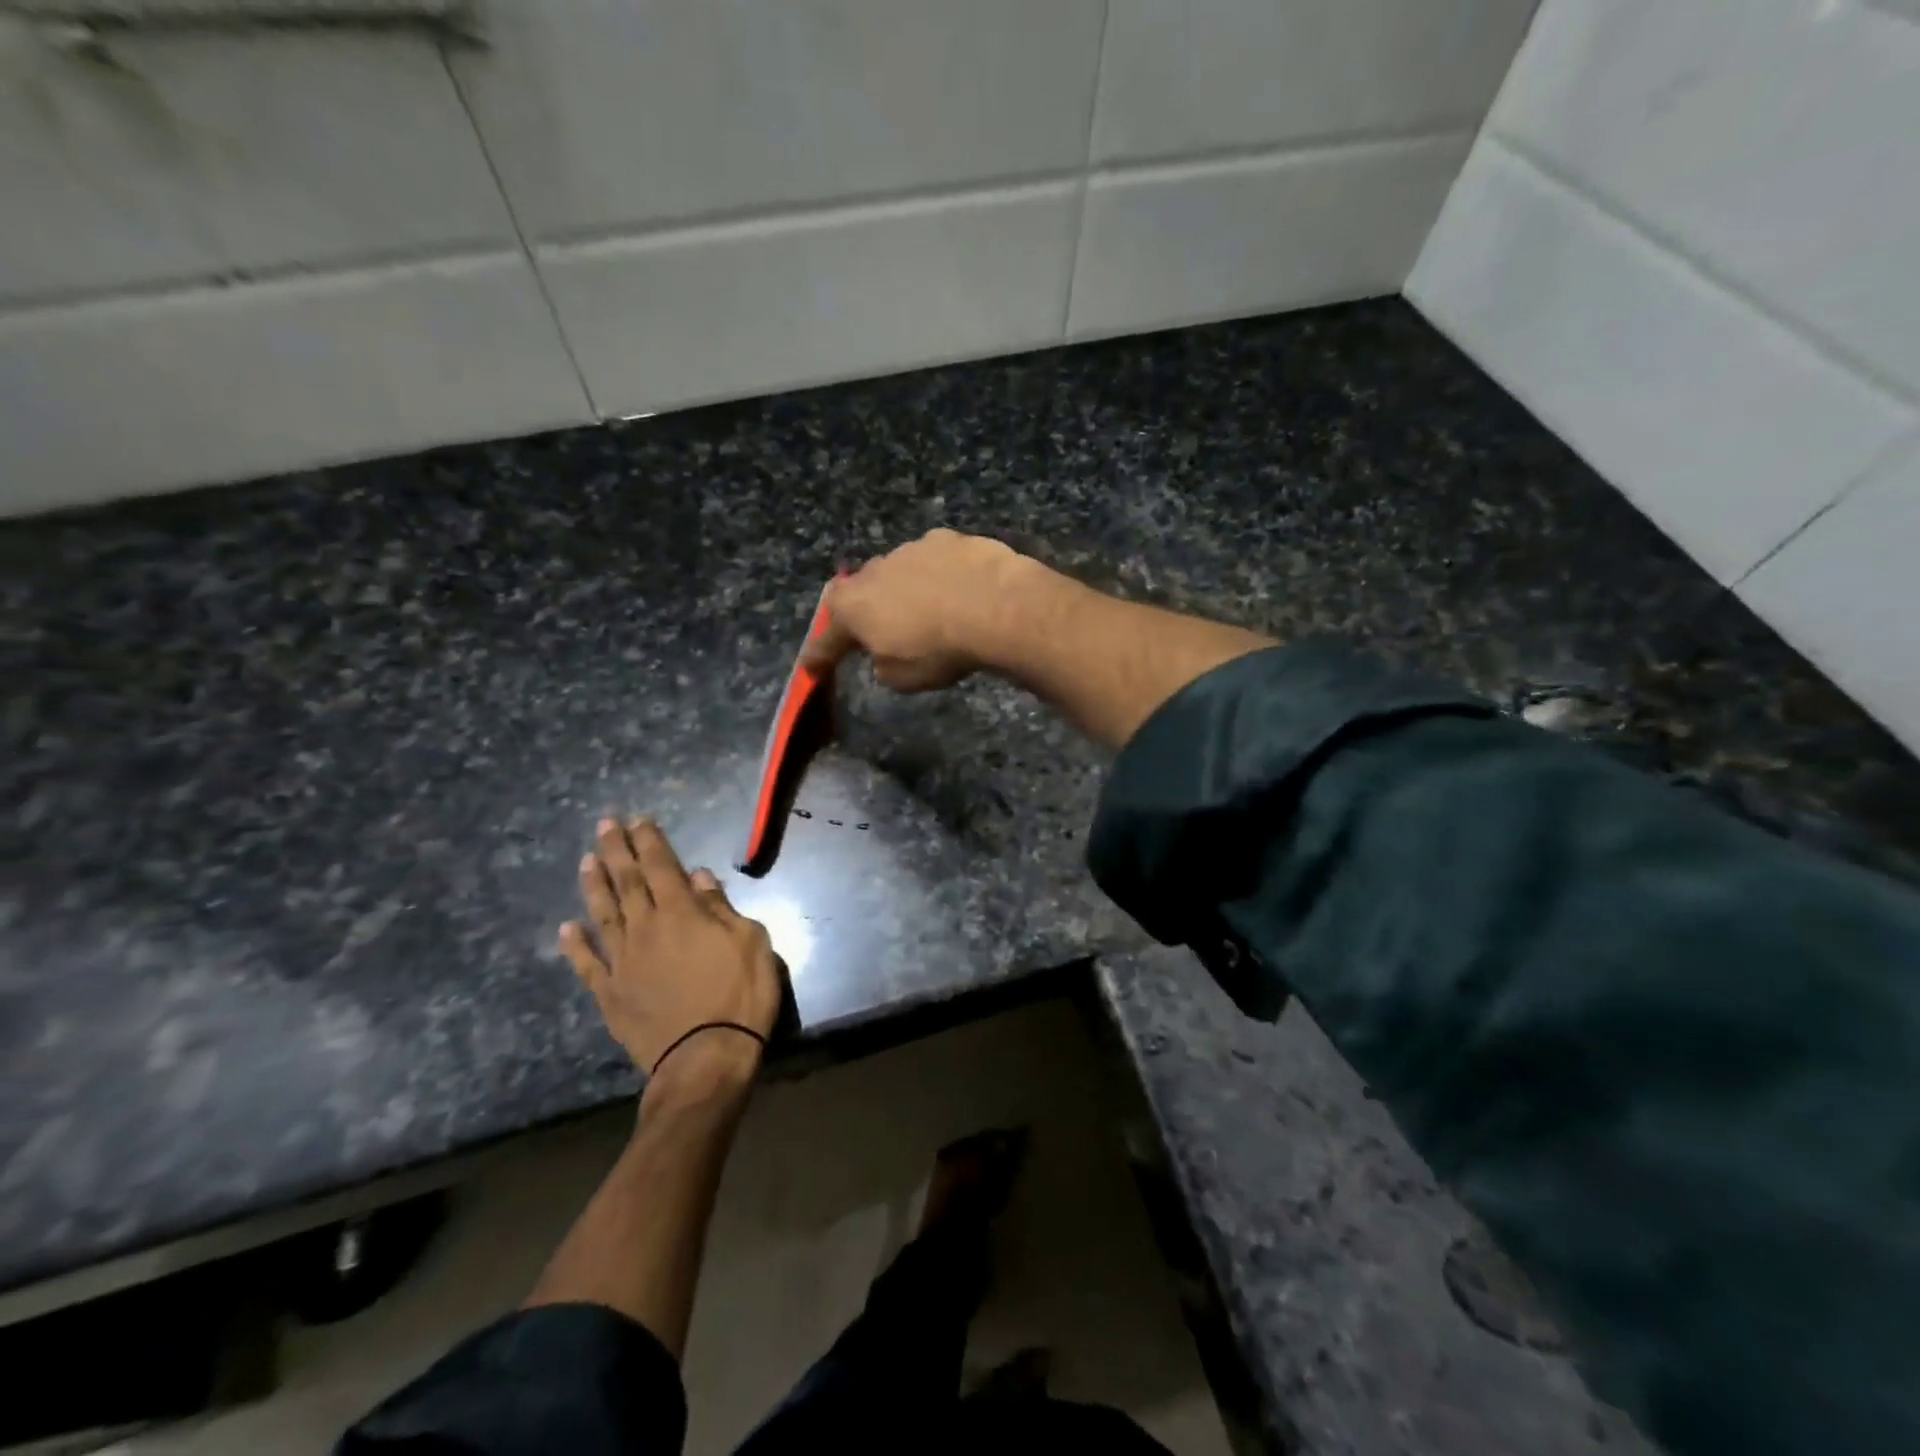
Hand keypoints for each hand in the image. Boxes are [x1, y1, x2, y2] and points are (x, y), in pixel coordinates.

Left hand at [559, 817, 781, 1081]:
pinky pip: (587, 963)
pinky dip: (575, 945)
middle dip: (616, 851)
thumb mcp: (751, 943)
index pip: (661, 866)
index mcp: (681, 913)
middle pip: (627, 882)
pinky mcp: (610, 994)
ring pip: (603, 914)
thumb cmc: (740, 996)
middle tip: (605, 825)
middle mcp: (645, 929)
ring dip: (593, 885)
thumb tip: (699, 877)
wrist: (705, 1059)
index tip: (637, 819)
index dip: (649, 841)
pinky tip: (566, 928)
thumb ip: (721, 908)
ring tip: (585, 860)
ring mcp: (622, 962)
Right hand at [801, 529, 1035, 690]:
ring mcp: (911, 549)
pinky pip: (935, 561)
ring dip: (904, 590)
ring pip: (898, 572)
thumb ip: (883, 665)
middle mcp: (874, 570)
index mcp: (853, 607)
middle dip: (864, 612)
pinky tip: (958, 590)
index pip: (828, 637)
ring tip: (926, 610)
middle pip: (859, 594)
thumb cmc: (939, 650)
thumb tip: (884, 655)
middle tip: (875, 630)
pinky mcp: (949, 539)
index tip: (811, 668)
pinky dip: (939, 576)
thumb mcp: (902, 678)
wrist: (996, 606)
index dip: (819, 655)